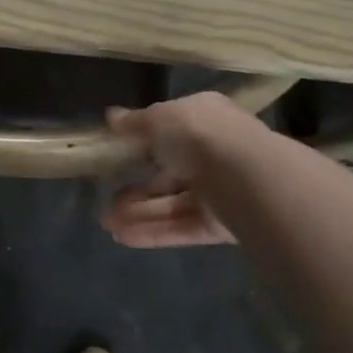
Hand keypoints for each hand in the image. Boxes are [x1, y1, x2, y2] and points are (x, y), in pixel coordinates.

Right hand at [101, 93, 247, 246]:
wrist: (246, 178)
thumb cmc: (198, 136)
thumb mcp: (157, 118)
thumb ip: (133, 122)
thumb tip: (111, 116)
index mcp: (204, 118)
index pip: (170, 129)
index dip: (141, 142)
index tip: (114, 154)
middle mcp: (214, 152)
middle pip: (169, 173)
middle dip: (135, 188)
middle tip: (106, 198)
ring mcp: (219, 190)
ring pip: (173, 203)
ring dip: (139, 213)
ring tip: (107, 223)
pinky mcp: (222, 224)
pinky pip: (183, 227)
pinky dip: (154, 231)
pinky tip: (124, 237)